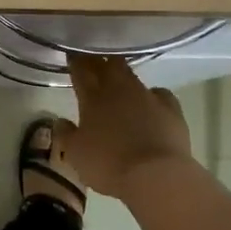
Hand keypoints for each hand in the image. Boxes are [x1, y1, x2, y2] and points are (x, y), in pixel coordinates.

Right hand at [57, 55, 192, 199]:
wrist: (155, 175)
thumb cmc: (108, 165)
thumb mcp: (75, 154)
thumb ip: (65, 134)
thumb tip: (60, 120)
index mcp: (93, 97)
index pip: (81, 70)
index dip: (75, 60)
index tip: (72, 54)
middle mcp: (119, 89)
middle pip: (107, 64)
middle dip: (99, 60)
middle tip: (93, 61)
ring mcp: (147, 96)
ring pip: (132, 75)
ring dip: (123, 74)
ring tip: (118, 78)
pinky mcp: (171, 108)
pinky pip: (159, 93)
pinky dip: (152, 94)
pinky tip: (151, 101)